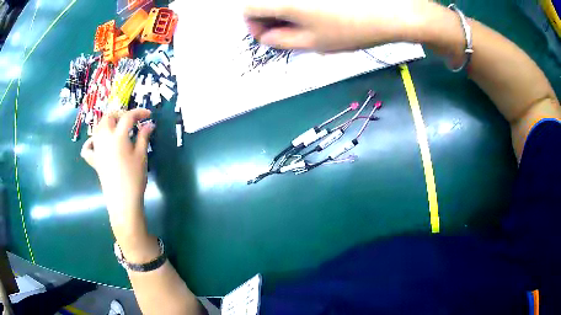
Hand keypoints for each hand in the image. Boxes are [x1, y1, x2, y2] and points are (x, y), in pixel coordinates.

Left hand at [81, 109, 154, 239]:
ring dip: (107, 123)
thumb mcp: (141, 156)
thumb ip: (144, 137)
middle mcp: (104, 138)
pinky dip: (90, 142)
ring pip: (98, 127)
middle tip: (131, 121)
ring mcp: (97, 149)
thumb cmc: (134, 178)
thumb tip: (149, 124)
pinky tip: (96, 142)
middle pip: (109, 117)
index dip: (139, 112)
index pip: (128, 116)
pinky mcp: (94, 161)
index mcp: (118, 136)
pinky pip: (88, 148)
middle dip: (120, 114)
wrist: (123, 201)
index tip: (148, 115)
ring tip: (116, 127)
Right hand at [244, 0, 437, 51]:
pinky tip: (317, 9)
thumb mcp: (312, 42)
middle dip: (269, 16)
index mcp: (281, 0)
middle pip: (262, 0)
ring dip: (285, 9)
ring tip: (306, 20)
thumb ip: (280, 40)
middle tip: (289, 30)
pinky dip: (301, 3)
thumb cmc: (350, 28)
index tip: (270, 34)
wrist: (390, 10)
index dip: (254, 24)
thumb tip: (265, 35)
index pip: (247, 8)